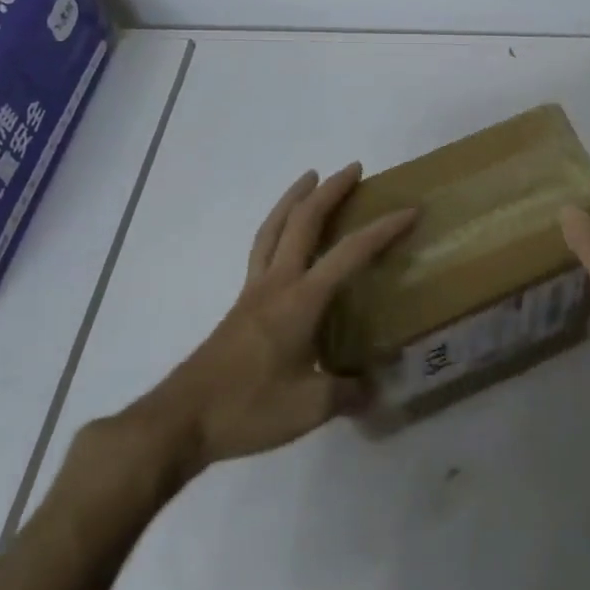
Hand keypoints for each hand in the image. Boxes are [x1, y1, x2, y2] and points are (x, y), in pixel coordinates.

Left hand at [66, 165, 414, 511]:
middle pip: (303, 222)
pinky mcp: (240, 305)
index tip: (409, 210)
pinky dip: (276, 227)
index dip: (382, 230)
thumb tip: (376, 387)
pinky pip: (261, 249)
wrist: (180, 421)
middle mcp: (277, 283)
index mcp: (301, 300)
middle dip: (330, 191)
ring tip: (310, 178)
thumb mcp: (310, 408)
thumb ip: (348, 393)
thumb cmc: (248, 408)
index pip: (350, 253)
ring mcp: (254, 291)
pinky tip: (283, 235)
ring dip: (294, 198)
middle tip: (354, 168)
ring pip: (274, 228)